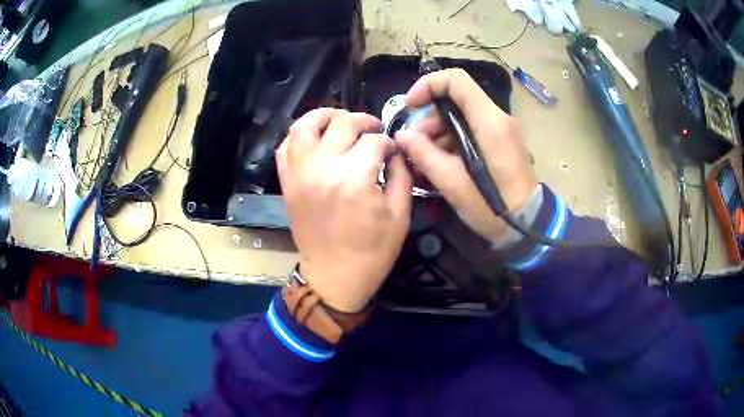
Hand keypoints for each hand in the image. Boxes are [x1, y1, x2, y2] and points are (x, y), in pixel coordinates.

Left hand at [277, 109, 412, 312]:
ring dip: (325, 116)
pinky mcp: (288, 182)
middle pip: (342, 123)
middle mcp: (323, 167)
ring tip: (340, 121)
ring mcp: (299, 173)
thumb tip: (394, 152)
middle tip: (373, 131)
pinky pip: (285, 147)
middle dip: (363, 121)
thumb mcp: (400, 215)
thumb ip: (401, 175)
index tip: (392, 151)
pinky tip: (315, 140)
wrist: (335, 276)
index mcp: (355, 177)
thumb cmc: (373, 251)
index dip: (388, 142)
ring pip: (305, 125)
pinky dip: (299, 136)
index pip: (374, 140)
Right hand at [395, 68, 536, 241]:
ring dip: (439, 130)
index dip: (428, 85)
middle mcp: (498, 118)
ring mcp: (502, 129)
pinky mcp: (501, 141)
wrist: (527, 226)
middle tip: (414, 144)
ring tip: (424, 157)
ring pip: (462, 114)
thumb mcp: (453, 184)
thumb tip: (403, 136)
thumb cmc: (492, 207)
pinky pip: (471, 128)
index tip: (409, 106)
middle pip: (457, 98)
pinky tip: (441, 161)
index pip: (456, 80)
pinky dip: (452, 139)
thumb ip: (425, 155)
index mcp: (489, 122)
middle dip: (429, 116)